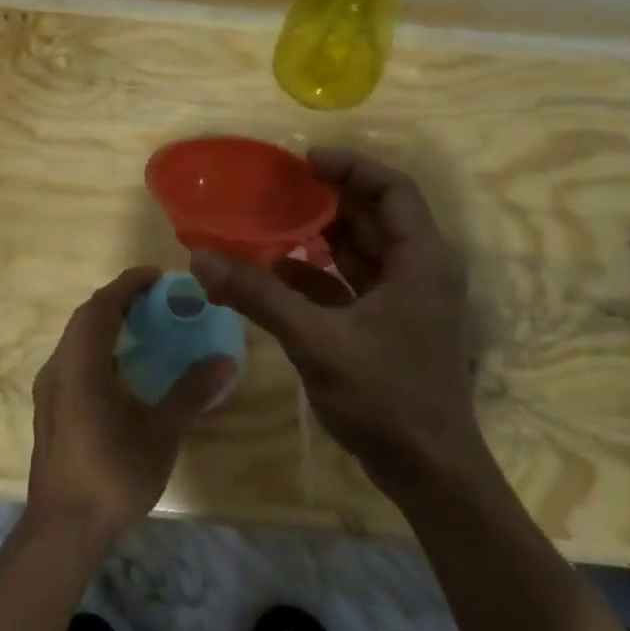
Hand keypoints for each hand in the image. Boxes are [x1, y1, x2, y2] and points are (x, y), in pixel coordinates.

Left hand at [24, 267, 238, 543]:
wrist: (64, 527)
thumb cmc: (113, 476)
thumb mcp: (160, 433)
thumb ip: (191, 392)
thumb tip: (226, 361)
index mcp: (81, 367)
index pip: (101, 307)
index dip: (128, 285)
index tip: (158, 277)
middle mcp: (58, 369)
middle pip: (86, 318)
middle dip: (120, 301)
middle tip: (158, 300)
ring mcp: (50, 389)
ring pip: (77, 339)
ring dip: (108, 324)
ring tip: (145, 327)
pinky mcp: (51, 408)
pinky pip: (74, 360)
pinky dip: (99, 349)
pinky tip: (125, 369)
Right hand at [191, 149, 486, 502]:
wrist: (428, 469)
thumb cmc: (385, 396)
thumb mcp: (316, 341)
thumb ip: (260, 296)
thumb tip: (202, 259)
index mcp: (421, 259)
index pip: (392, 189)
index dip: (350, 167)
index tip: (304, 161)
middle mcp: (419, 271)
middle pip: (373, 217)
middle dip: (327, 199)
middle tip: (276, 188)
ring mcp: (405, 301)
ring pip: (360, 252)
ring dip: (319, 237)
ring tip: (270, 222)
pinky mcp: (388, 327)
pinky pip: (350, 286)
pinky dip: (318, 276)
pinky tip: (276, 273)